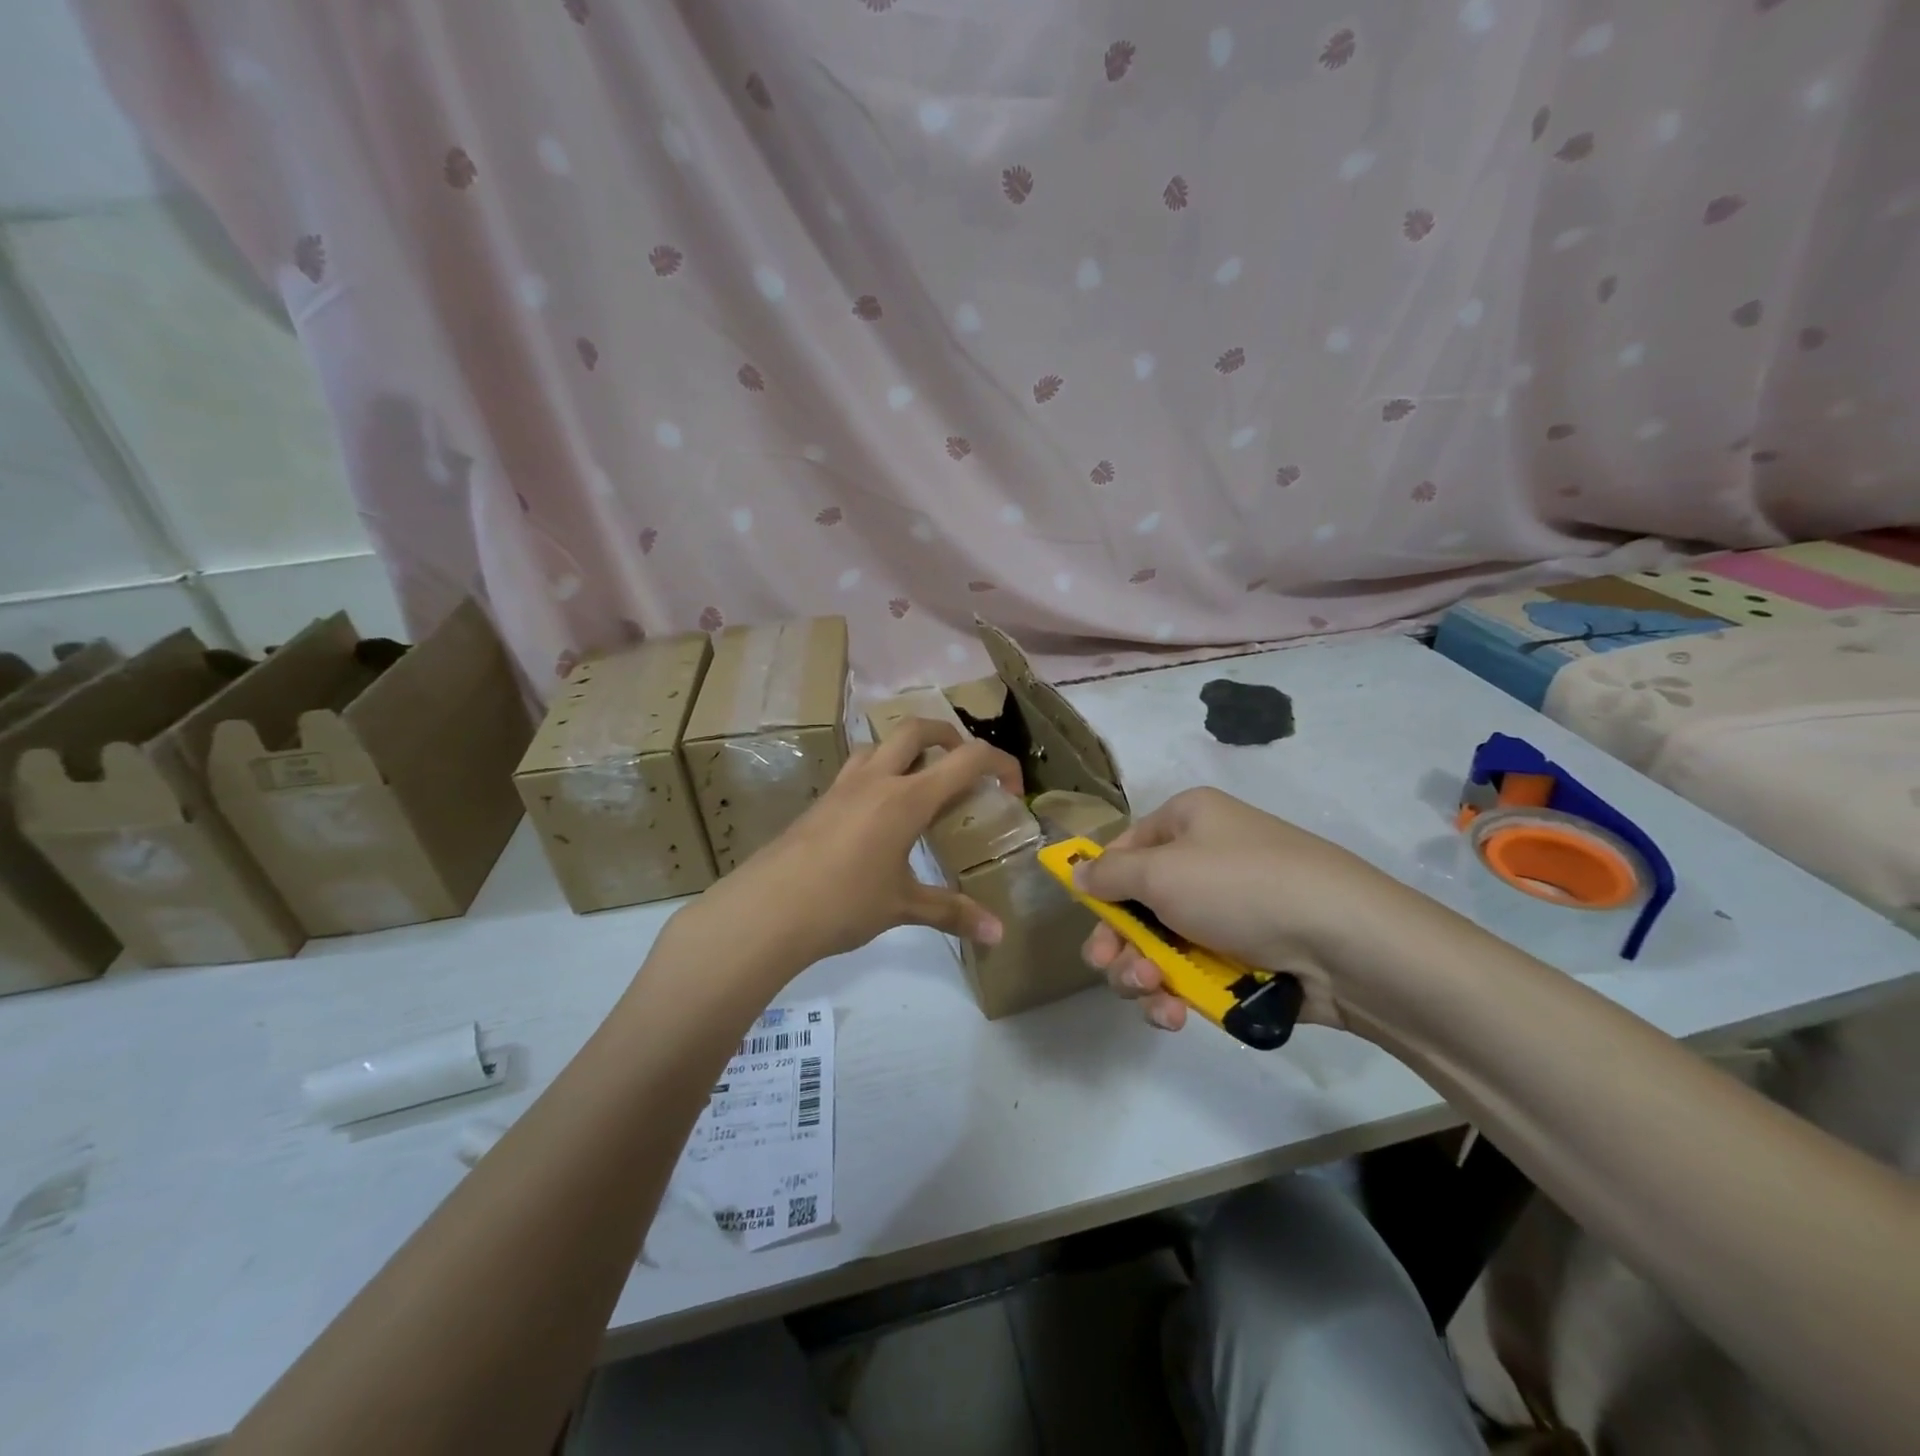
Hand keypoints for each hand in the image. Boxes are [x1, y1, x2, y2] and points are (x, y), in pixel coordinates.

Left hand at [688, 718, 1022, 970]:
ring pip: (879, 744)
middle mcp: (876, 780)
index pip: (966, 759)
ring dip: (907, 750)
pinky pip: (856, 769)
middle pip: (917, 729)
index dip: (999, 764)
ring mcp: (843, 786)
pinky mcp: (820, 801)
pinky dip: (878, 773)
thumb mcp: (904, 907)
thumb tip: (998, 934)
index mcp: (907, 799)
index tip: (1013, 787)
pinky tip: (878, 814)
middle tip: (964, 764)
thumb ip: (953, 913)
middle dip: (948, 736)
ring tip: (920, 784)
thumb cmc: (844, 904)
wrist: (767, 910)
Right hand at [1076, 787, 1395, 1032]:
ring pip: (1160, 947)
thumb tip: (1076, 871)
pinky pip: (1193, 973)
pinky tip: (1174, 1015)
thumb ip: (1109, 874)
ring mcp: (1226, 911)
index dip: (1102, 886)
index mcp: (1187, 822)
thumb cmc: (1241, 888)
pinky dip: (1177, 994)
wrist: (1345, 941)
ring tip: (1154, 994)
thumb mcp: (1162, 872)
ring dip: (1143, 974)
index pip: (1124, 849)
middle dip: (1120, 943)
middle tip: (1113, 967)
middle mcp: (1204, 860)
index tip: (1093, 921)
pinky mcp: (1244, 957)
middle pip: (1137, 905)